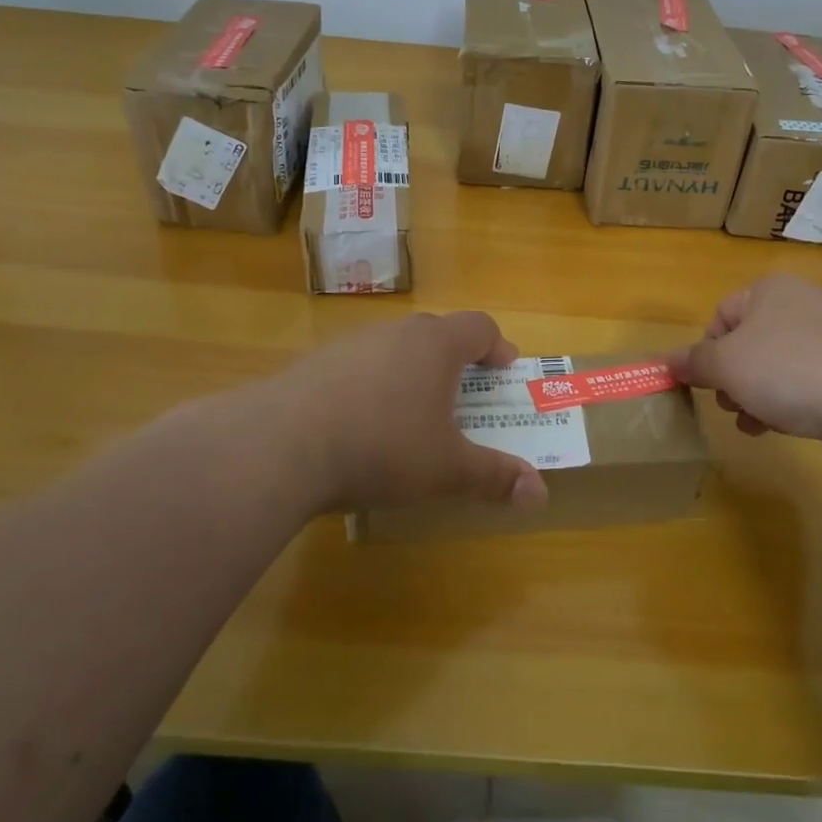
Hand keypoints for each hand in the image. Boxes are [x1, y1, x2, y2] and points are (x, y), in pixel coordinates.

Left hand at [259, 312, 549, 513]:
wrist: (280, 445)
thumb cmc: (382, 446)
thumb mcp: (445, 469)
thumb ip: (494, 477)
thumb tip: (541, 495)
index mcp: (436, 345)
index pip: (480, 326)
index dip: (497, 346)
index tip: (504, 371)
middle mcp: (397, 333)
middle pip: (437, 333)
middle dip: (456, 362)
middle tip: (462, 398)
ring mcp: (352, 344)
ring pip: (395, 348)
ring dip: (411, 372)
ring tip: (411, 416)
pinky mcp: (316, 363)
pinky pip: (359, 366)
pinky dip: (372, 386)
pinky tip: (360, 426)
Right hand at [665, 275, 821, 478]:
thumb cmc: (787, 370)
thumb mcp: (726, 364)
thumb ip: (694, 362)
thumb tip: (667, 361)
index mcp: (771, 289)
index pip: (722, 314)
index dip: (707, 351)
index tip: (706, 383)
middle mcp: (803, 304)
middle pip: (749, 342)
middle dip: (732, 377)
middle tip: (729, 404)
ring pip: (777, 366)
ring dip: (756, 395)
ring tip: (751, 422)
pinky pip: (807, 384)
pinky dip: (789, 403)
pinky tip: (782, 428)